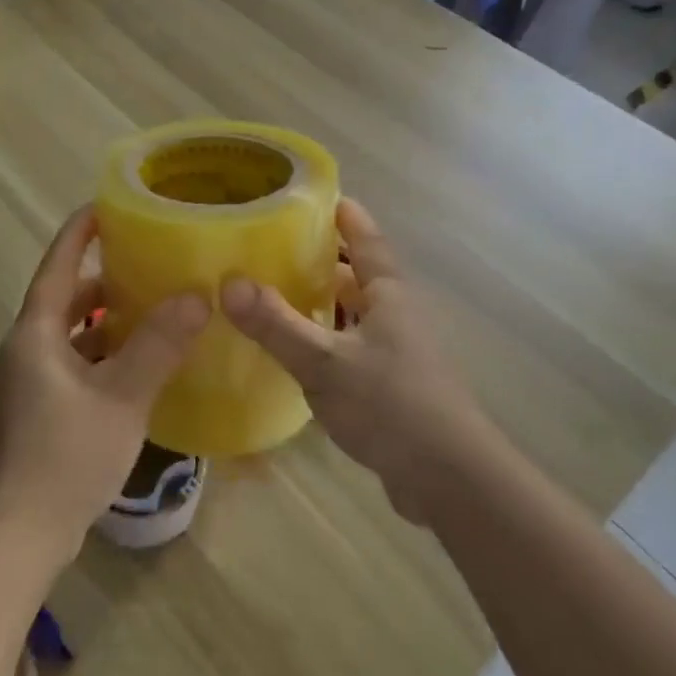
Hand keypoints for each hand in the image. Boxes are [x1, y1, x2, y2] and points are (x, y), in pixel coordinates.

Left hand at [0, 207, 209, 566]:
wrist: (19, 536)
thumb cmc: (66, 456)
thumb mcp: (121, 396)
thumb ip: (159, 344)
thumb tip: (197, 295)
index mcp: (35, 334)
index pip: (58, 265)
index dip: (81, 232)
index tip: (109, 205)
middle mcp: (25, 350)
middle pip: (65, 299)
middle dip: (104, 279)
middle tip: (150, 261)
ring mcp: (29, 383)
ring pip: (71, 335)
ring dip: (106, 320)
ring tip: (154, 308)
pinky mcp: (38, 411)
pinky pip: (74, 364)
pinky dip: (103, 354)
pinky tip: (139, 365)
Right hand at [220, 199, 502, 521]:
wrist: (447, 478)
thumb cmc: (391, 405)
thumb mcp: (325, 362)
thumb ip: (276, 324)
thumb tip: (228, 282)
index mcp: (388, 295)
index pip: (366, 240)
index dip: (343, 216)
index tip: (314, 197)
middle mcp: (396, 315)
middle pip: (357, 276)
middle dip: (320, 261)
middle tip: (272, 248)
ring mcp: (397, 353)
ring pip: (353, 315)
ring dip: (321, 304)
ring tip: (275, 296)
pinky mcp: (391, 387)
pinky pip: (351, 349)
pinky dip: (325, 342)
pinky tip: (297, 354)